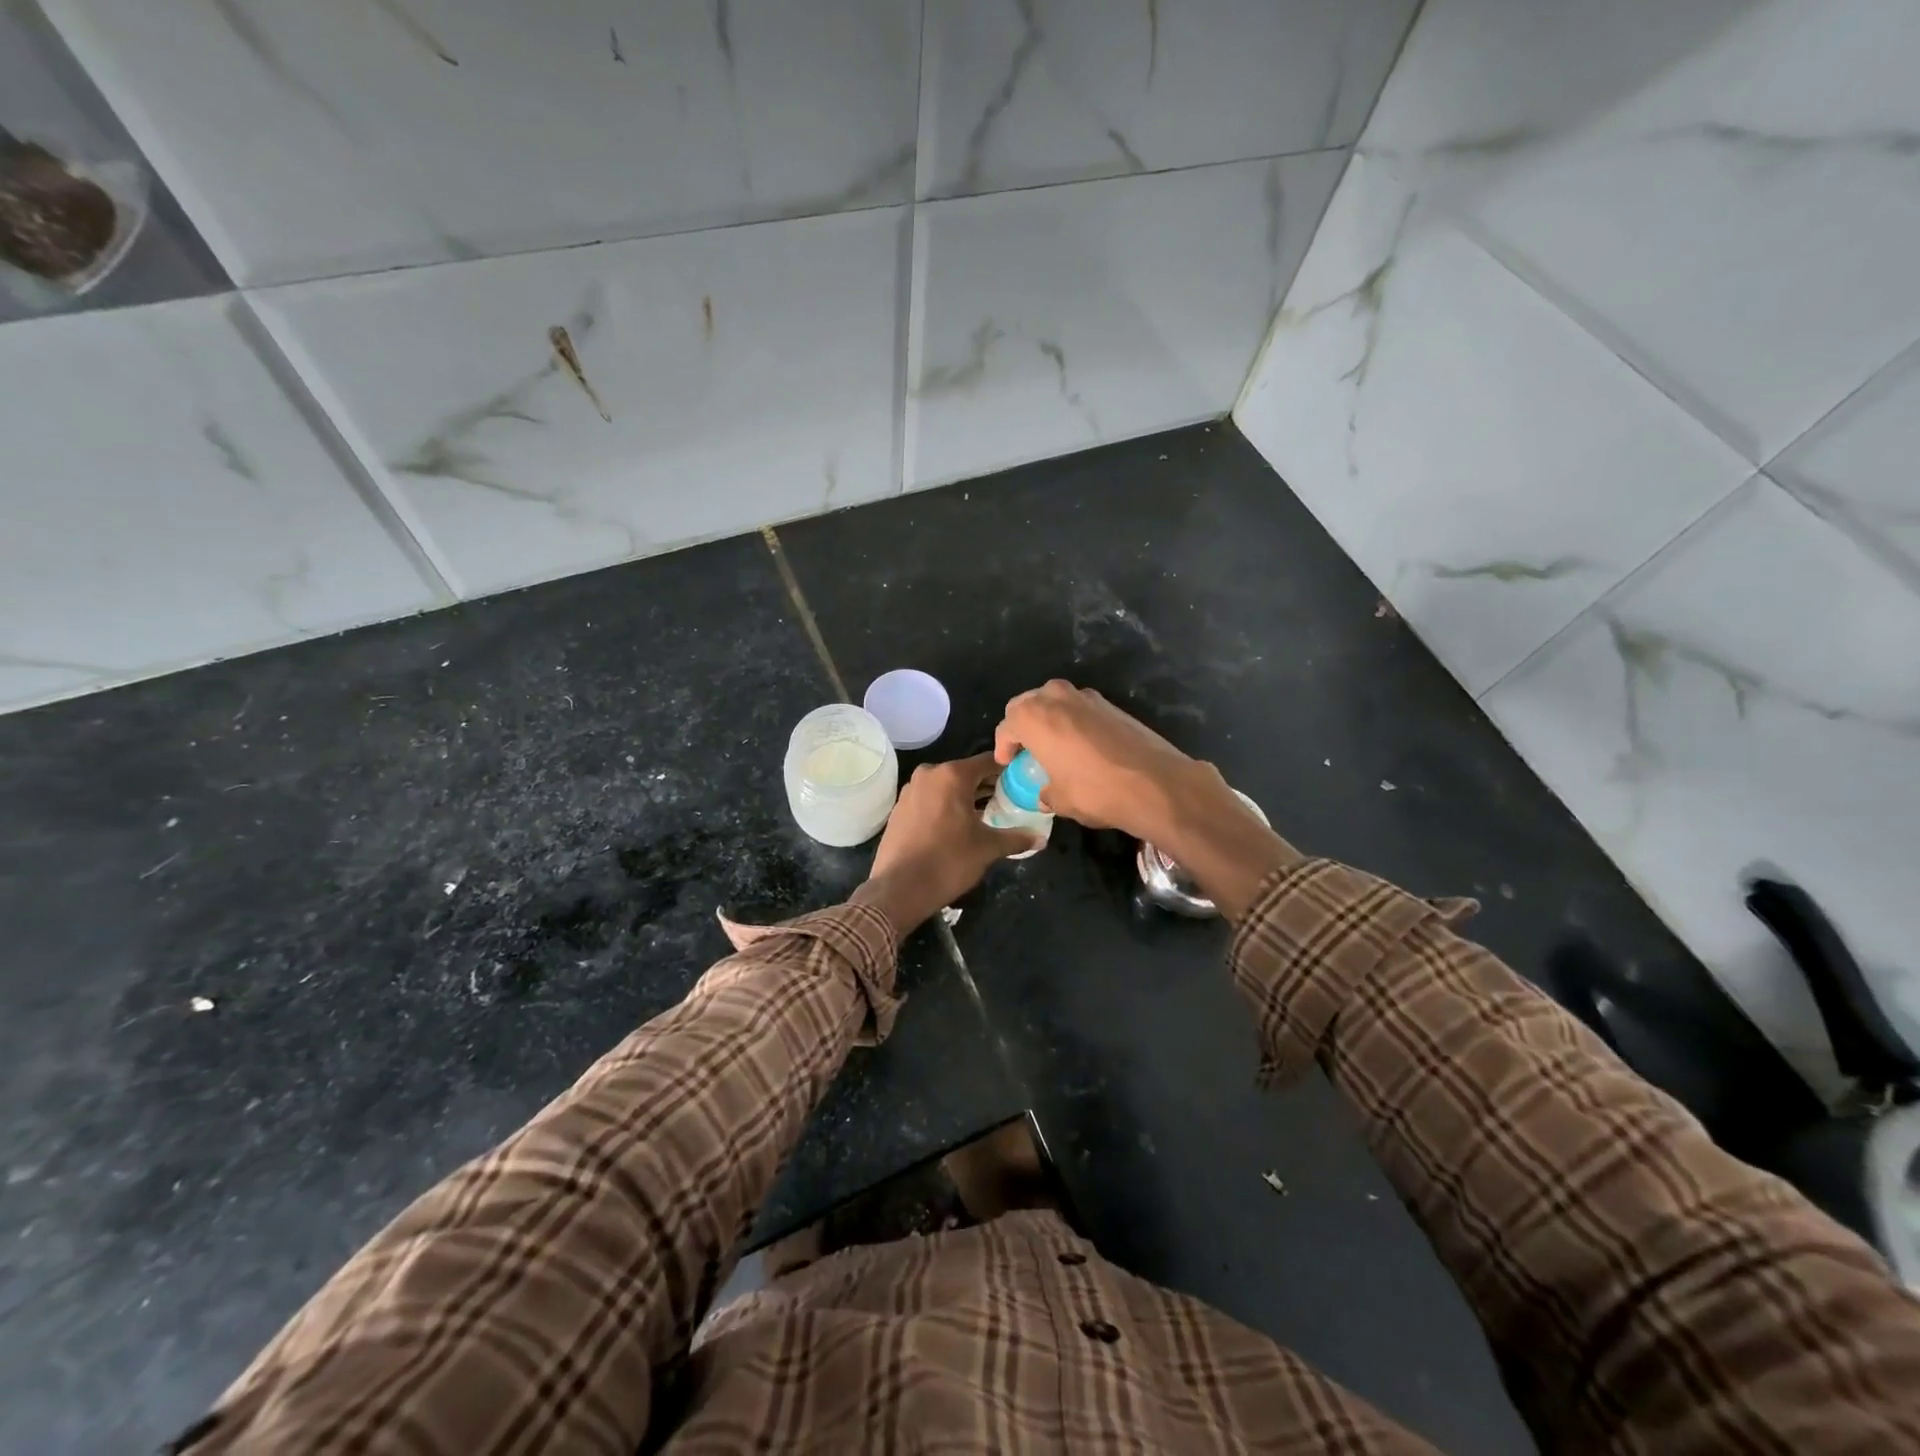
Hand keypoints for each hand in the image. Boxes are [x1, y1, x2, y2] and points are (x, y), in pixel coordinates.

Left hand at [855, 753, 1038, 933]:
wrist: (899, 889)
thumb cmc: (948, 861)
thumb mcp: (988, 848)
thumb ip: (1016, 838)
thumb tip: (1041, 838)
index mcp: (952, 775)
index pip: (988, 761)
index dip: (1008, 769)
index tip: (1024, 779)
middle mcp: (929, 774)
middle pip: (967, 773)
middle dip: (988, 785)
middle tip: (1010, 799)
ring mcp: (910, 790)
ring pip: (947, 786)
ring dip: (966, 797)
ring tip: (988, 814)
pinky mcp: (899, 808)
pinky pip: (930, 799)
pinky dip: (946, 806)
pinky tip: (958, 825)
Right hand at [994, 680, 1300, 919]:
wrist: (1156, 783)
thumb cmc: (1096, 791)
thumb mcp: (1061, 800)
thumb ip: (1045, 792)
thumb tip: (1045, 793)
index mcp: (1035, 717)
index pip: (1008, 725)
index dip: (1004, 745)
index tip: (1008, 762)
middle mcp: (1057, 698)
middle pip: (1029, 704)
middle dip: (1023, 724)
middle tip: (1026, 749)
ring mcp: (1088, 698)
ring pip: (1056, 701)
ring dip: (1050, 719)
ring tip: (1053, 746)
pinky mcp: (1113, 705)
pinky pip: (1081, 709)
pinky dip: (1074, 722)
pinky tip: (1082, 747)